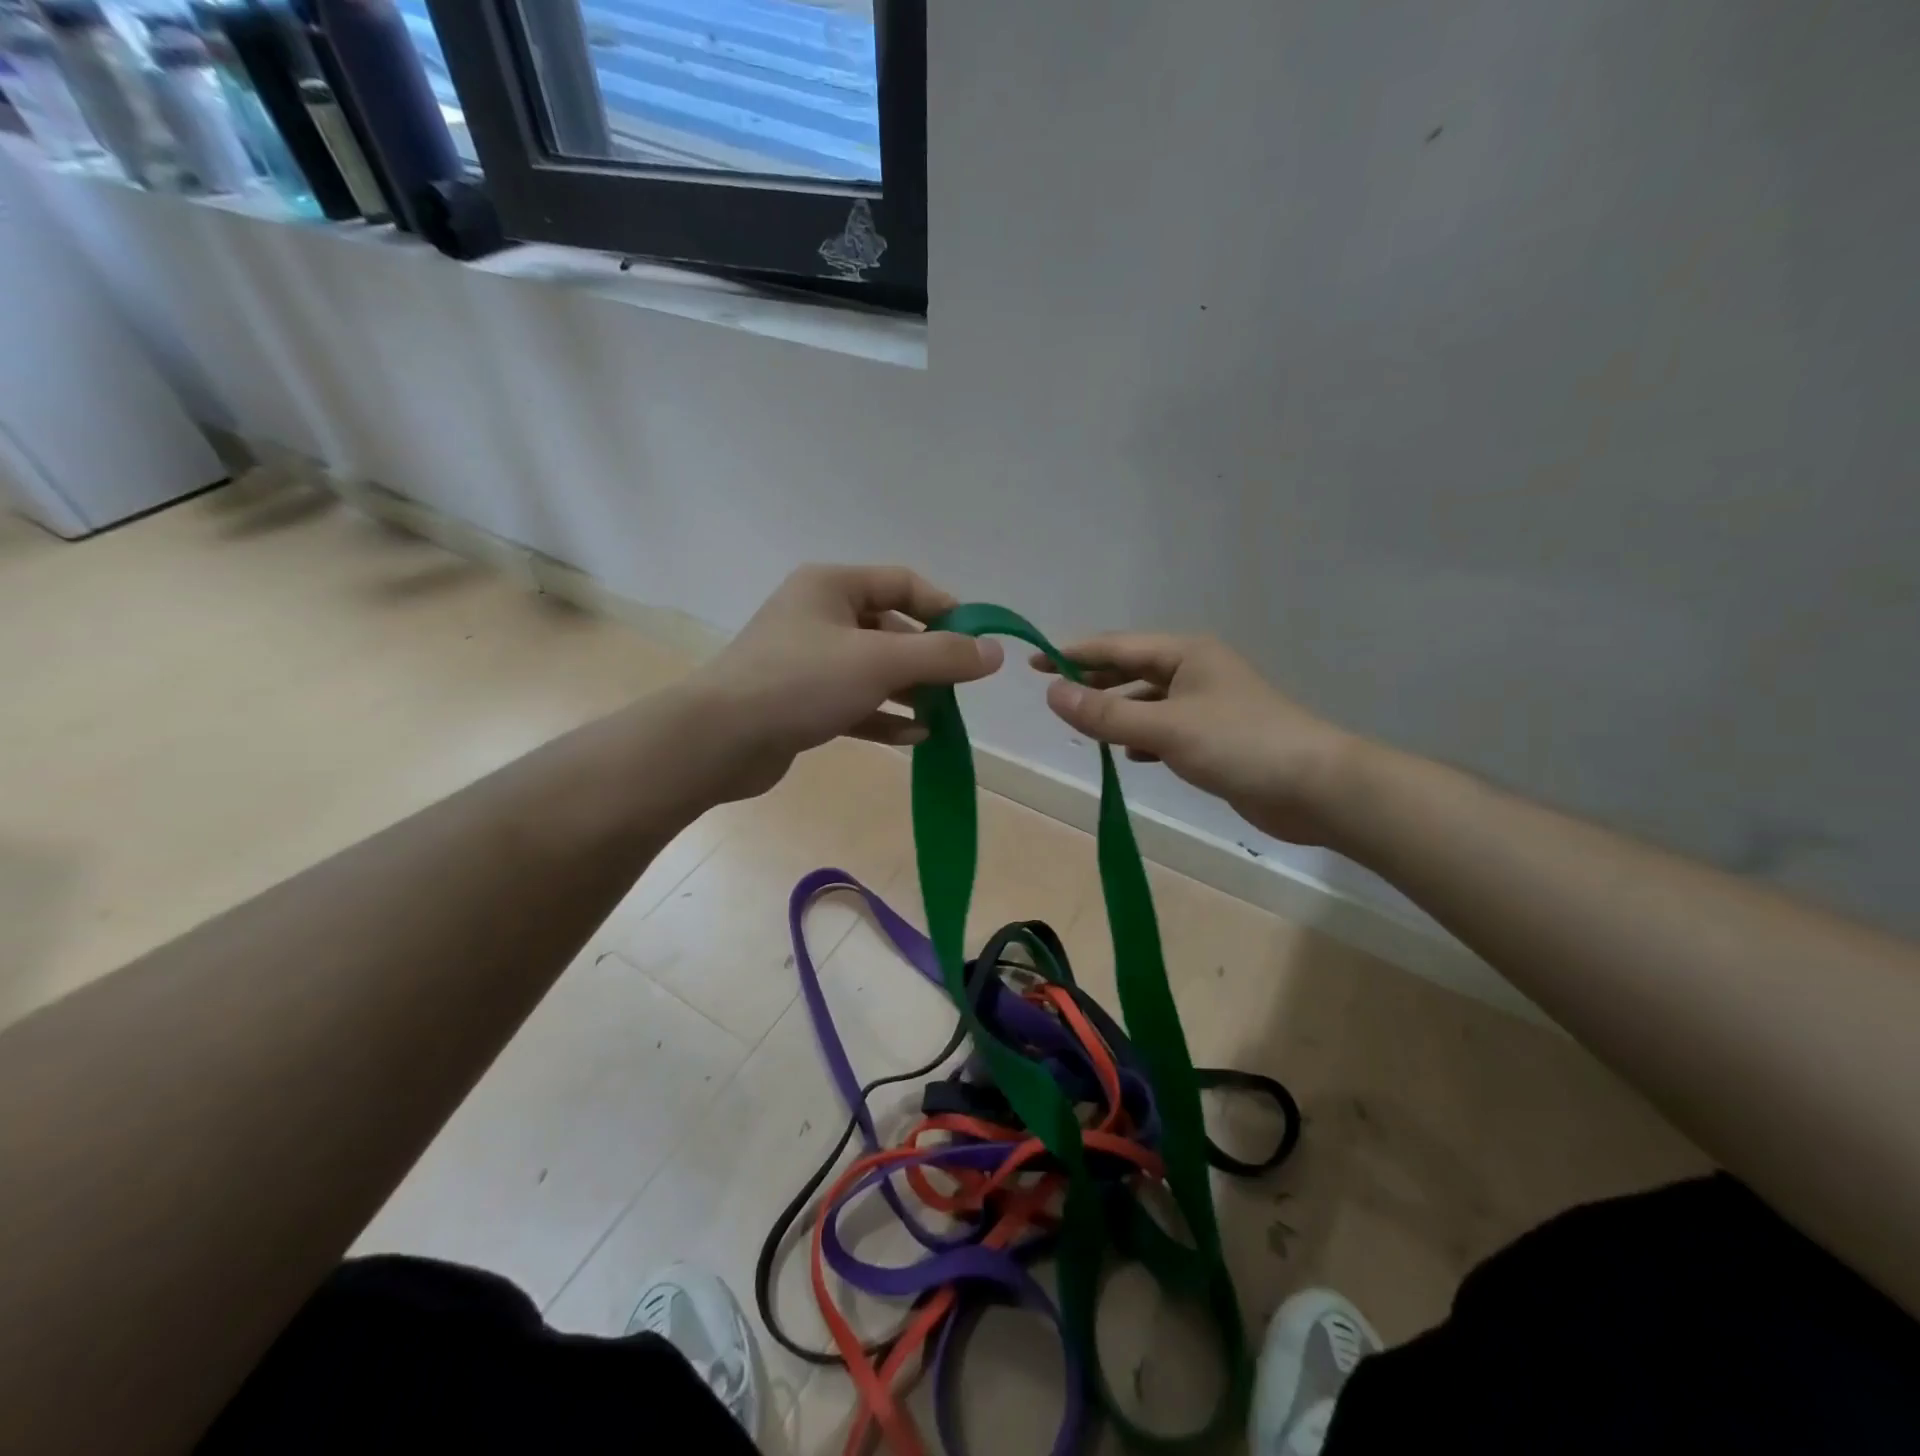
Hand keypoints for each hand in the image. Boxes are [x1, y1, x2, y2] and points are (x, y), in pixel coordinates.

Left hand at [691, 564, 1002, 800]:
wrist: (719, 740)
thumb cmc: (801, 682)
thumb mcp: (880, 661)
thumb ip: (942, 655)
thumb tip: (995, 652)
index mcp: (831, 586)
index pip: (902, 583)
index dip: (944, 609)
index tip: (975, 642)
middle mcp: (818, 616)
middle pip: (890, 628)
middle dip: (928, 658)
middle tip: (959, 686)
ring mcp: (807, 661)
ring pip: (873, 669)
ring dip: (909, 691)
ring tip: (942, 715)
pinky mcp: (801, 702)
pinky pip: (854, 702)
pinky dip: (883, 716)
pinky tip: (914, 737)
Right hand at [1032, 635, 1353, 844]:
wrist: (1317, 788)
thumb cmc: (1240, 744)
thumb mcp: (1165, 728)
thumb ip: (1106, 714)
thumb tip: (1051, 694)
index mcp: (1186, 654)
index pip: (1117, 647)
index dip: (1073, 653)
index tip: (1033, 662)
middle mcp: (1196, 672)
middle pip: (1132, 670)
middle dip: (1093, 680)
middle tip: (1052, 693)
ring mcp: (1208, 706)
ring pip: (1147, 702)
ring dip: (1116, 711)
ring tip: (1082, 725)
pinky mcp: (1216, 739)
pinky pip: (1165, 729)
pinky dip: (1142, 738)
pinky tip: (1128, 754)